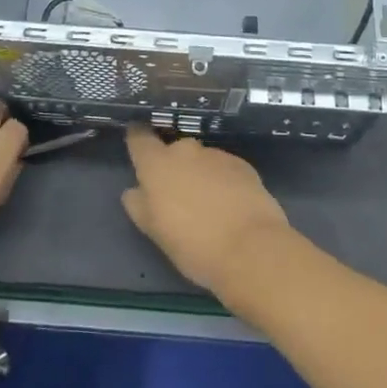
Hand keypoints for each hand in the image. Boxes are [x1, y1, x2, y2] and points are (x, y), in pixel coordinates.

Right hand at [122, 125, 294, 296]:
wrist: (251, 248)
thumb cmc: (193, 244)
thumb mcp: (155, 231)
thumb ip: (140, 205)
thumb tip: (135, 190)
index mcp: (157, 164)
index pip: (139, 139)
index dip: (137, 140)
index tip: (137, 143)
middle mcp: (185, 151)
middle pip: (173, 150)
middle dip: (173, 166)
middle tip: (177, 194)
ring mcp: (217, 155)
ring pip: (201, 160)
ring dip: (199, 174)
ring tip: (207, 204)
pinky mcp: (243, 165)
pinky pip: (224, 168)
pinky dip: (223, 180)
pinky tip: (230, 205)